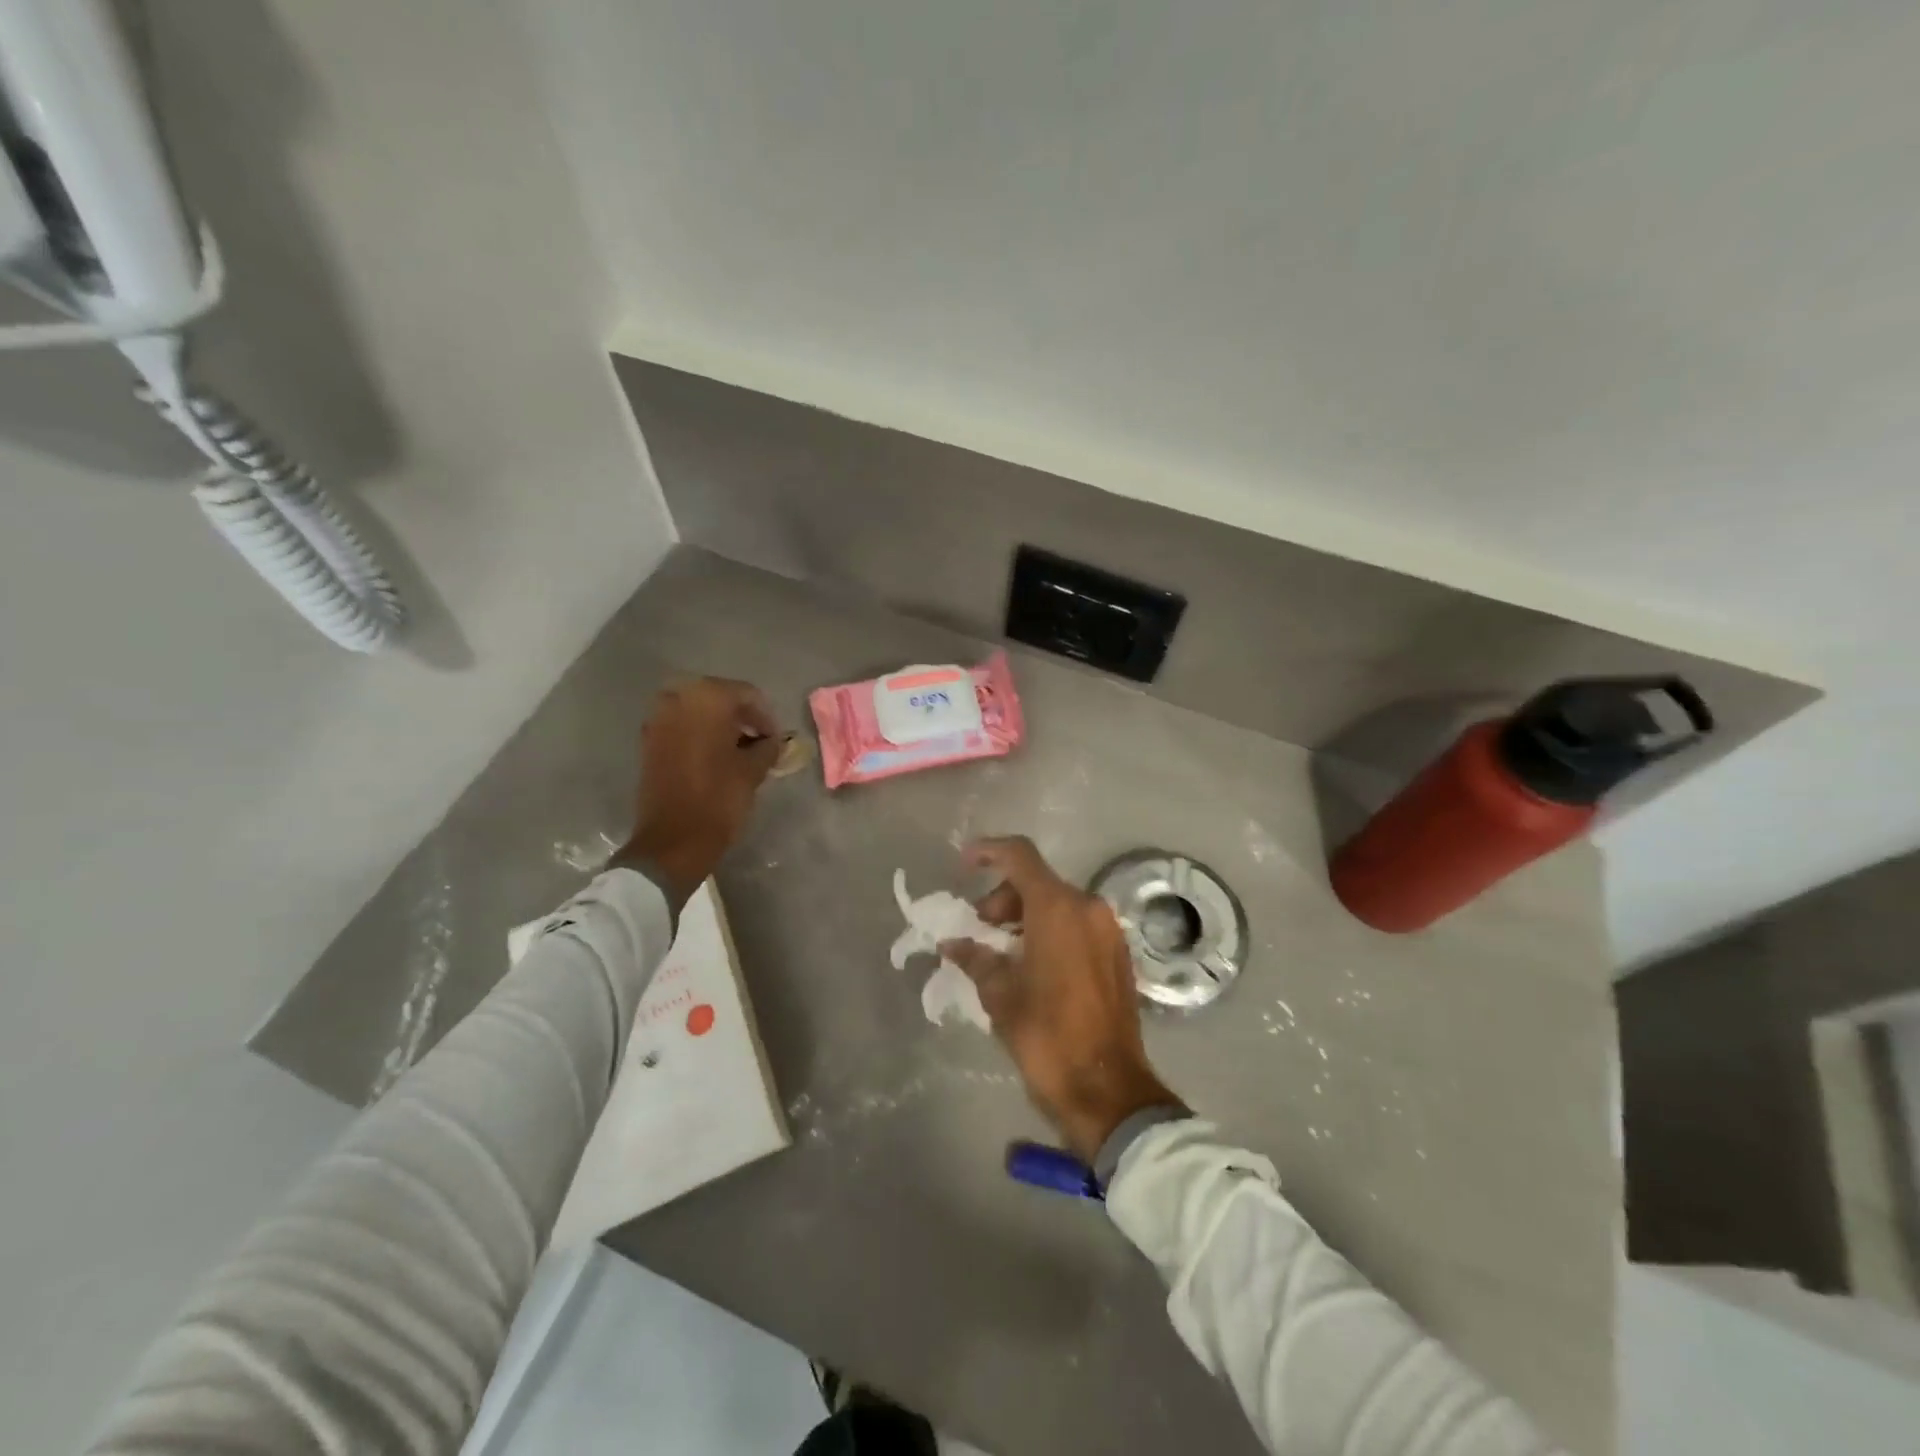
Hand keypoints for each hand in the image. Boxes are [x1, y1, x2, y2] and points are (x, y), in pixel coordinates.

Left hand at [612, 677, 780, 910]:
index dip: (766, 717)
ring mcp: (658, 719)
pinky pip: (681, 726)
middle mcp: (678, 698)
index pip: (747, 694)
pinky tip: (715, 757)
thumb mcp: (753, 771)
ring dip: (719, 726)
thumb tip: (772, 740)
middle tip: (759, 742)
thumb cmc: (719, 799)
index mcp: (707, 698)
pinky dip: (699, 735)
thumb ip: (767, 747)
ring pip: (698, 711)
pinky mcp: (648, 741)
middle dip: (741, 717)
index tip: (776, 739)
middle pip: (720, 697)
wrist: (672, 840)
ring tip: (738, 751)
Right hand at [940, 836, 1182, 1163]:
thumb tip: (953, 944)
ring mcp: (1108, 931)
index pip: (1020, 856)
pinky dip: (1050, 932)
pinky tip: (1031, 966)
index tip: (964, 864)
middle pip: (1038, 882)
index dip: (988, 851)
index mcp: (1058, 908)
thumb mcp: (1000, 996)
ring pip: (1058, 904)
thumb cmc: (1047, 1037)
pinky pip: (1077, 925)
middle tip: (979, 932)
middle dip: (1003, 899)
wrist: (1108, 1090)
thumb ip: (976, 958)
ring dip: (1025, 917)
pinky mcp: (1118, 954)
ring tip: (1001, 954)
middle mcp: (1088, 908)